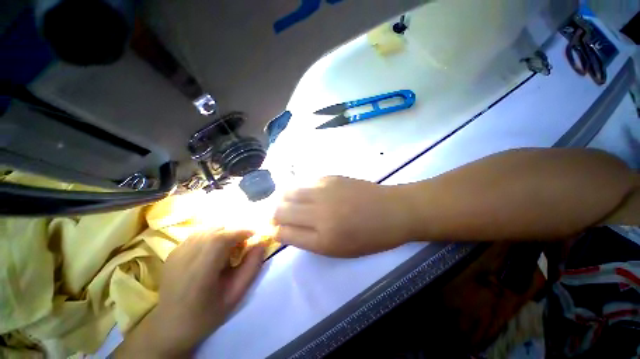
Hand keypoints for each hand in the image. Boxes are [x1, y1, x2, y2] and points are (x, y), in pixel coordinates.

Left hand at [113, 230, 264, 357]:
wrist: (170, 326)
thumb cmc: (206, 314)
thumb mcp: (235, 295)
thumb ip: (251, 267)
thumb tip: (262, 243)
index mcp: (201, 271)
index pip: (222, 238)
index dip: (241, 232)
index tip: (254, 235)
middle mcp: (185, 257)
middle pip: (215, 230)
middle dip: (234, 232)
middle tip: (242, 245)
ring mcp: (176, 253)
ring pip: (206, 230)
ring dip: (223, 233)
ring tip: (228, 248)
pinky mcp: (173, 252)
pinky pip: (197, 235)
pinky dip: (211, 236)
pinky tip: (213, 251)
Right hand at [273, 176, 412, 256]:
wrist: (392, 211)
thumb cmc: (368, 236)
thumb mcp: (337, 249)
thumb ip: (308, 239)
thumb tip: (284, 229)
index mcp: (323, 238)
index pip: (283, 232)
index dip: (274, 230)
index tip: (273, 229)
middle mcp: (319, 212)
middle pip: (280, 209)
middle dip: (274, 214)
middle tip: (279, 216)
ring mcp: (324, 190)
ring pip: (288, 191)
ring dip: (283, 199)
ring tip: (289, 203)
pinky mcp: (330, 177)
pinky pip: (304, 182)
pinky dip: (299, 189)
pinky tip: (306, 193)